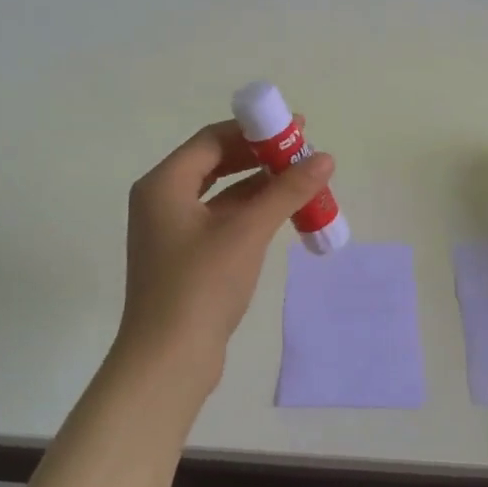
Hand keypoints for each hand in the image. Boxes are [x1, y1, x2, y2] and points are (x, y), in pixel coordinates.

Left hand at [114, 120, 334, 375]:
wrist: (168, 359)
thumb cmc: (201, 285)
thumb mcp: (247, 231)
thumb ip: (286, 191)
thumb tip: (325, 158)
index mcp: (164, 184)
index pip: (212, 139)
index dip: (255, 130)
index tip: (296, 127)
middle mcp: (162, 200)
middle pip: (215, 163)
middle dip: (259, 156)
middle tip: (302, 154)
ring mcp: (171, 230)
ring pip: (221, 194)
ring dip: (259, 185)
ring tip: (301, 181)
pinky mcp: (184, 257)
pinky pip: (220, 219)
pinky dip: (249, 212)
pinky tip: (282, 214)